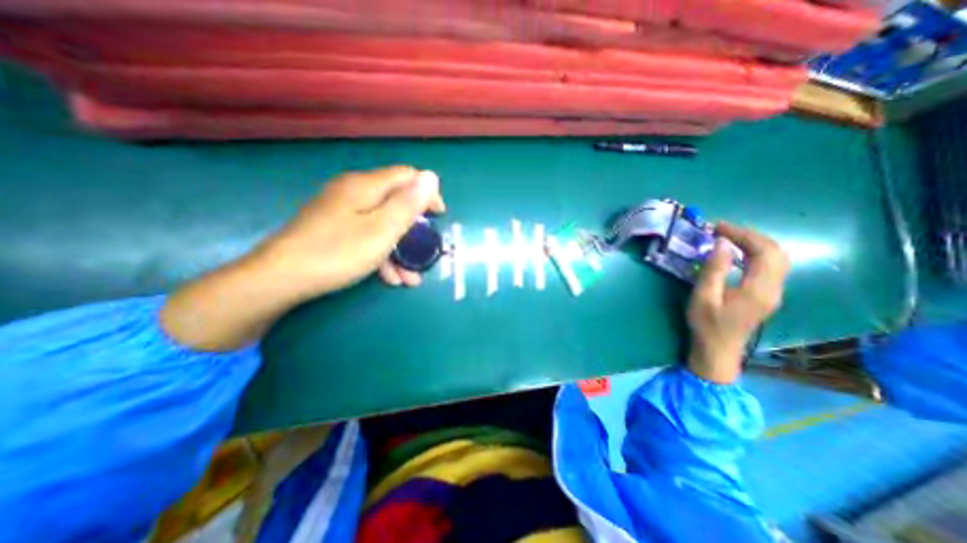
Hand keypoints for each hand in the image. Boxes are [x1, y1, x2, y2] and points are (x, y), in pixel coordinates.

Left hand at [161, 165, 441, 350]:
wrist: (279, 279)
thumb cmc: (338, 252)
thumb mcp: (382, 230)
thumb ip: (408, 204)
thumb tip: (431, 176)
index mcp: (366, 186)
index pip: (407, 177)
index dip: (427, 194)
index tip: (439, 217)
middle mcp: (353, 193)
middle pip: (395, 202)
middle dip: (414, 229)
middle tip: (425, 250)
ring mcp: (341, 212)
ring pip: (382, 224)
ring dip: (400, 249)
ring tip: (410, 277)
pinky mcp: (333, 229)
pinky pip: (366, 235)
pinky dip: (382, 253)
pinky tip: (389, 277)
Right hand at [683, 224, 788, 382]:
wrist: (718, 350)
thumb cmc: (707, 324)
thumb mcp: (703, 297)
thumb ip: (713, 270)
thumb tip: (720, 243)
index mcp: (758, 289)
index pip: (763, 251)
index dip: (742, 234)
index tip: (717, 228)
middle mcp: (773, 288)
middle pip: (776, 251)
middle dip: (750, 235)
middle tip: (722, 230)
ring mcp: (773, 292)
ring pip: (777, 257)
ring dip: (754, 243)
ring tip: (728, 237)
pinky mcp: (767, 294)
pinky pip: (770, 265)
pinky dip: (755, 252)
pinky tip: (737, 253)